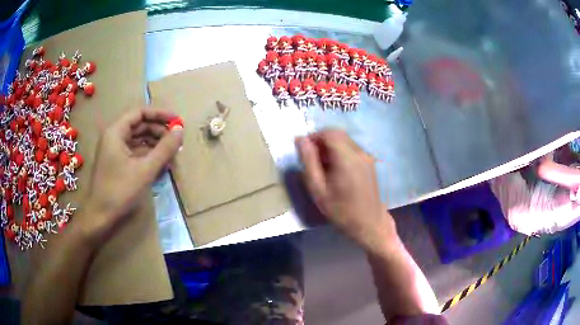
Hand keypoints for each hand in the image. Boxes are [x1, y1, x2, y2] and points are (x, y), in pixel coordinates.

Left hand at [81, 108, 182, 243]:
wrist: (100, 216)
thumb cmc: (120, 191)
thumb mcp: (145, 170)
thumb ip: (164, 149)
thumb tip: (180, 130)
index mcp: (116, 132)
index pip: (140, 113)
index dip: (160, 115)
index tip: (177, 121)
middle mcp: (114, 137)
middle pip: (139, 126)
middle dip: (158, 131)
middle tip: (176, 141)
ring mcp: (114, 151)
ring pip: (137, 140)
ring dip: (155, 144)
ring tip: (171, 153)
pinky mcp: (116, 163)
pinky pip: (134, 152)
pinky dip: (148, 155)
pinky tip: (160, 164)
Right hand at [295, 129, 395, 250]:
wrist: (369, 224)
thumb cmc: (341, 210)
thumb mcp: (318, 189)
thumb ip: (308, 162)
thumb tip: (300, 139)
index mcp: (347, 158)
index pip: (329, 132)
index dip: (314, 136)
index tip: (304, 150)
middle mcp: (359, 152)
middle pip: (338, 133)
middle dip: (321, 140)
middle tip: (311, 158)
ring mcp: (366, 156)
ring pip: (345, 140)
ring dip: (330, 146)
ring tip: (322, 166)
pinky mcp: (369, 162)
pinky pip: (352, 148)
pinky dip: (340, 151)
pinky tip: (335, 169)